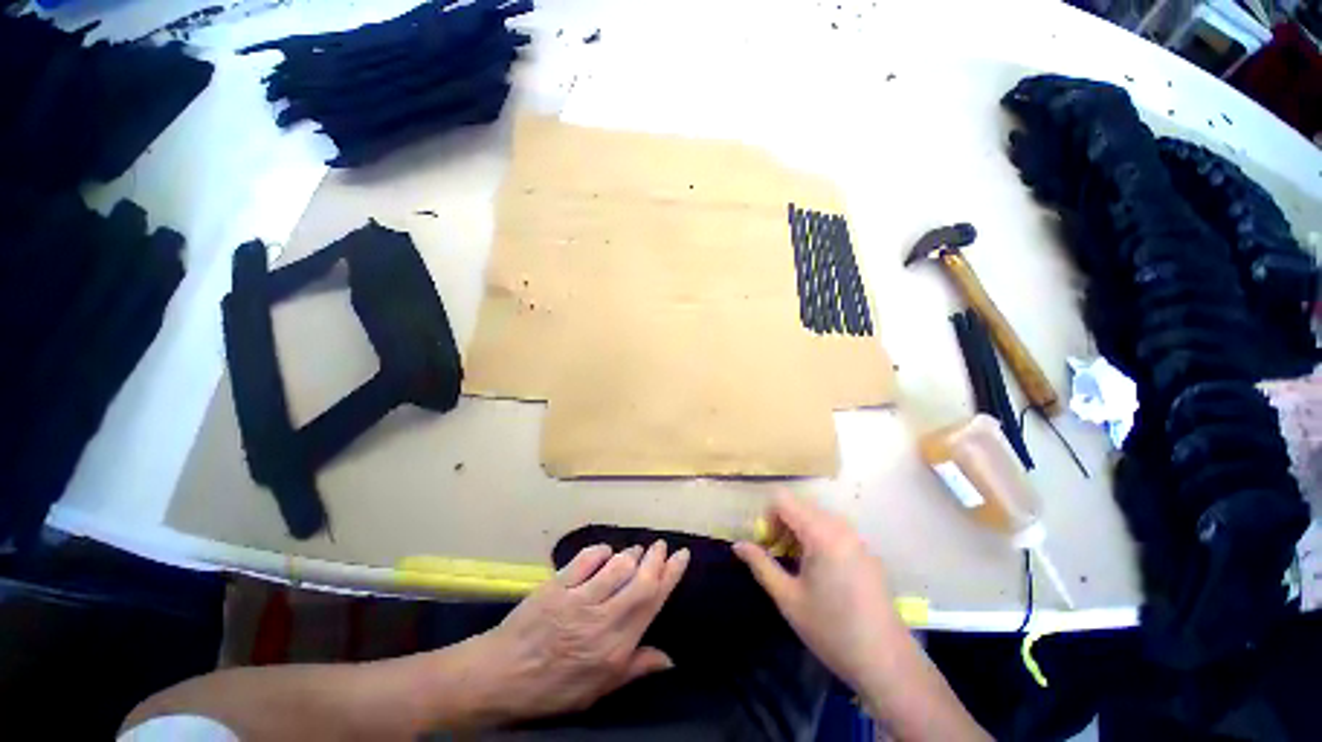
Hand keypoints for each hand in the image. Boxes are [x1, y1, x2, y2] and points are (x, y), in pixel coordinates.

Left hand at [470, 540, 688, 722]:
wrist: (501, 676)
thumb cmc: (552, 688)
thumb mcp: (597, 691)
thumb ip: (634, 669)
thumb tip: (670, 659)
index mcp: (615, 647)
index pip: (652, 602)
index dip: (670, 576)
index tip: (682, 556)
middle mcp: (602, 619)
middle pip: (639, 579)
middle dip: (656, 559)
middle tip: (662, 545)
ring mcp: (579, 599)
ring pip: (617, 566)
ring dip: (631, 554)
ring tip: (636, 551)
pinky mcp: (558, 585)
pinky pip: (586, 559)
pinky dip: (601, 551)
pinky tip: (605, 552)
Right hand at [733, 492, 906, 694]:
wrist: (887, 663)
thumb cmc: (831, 630)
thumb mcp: (788, 598)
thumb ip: (760, 565)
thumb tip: (737, 544)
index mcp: (821, 533)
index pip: (782, 500)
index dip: (767, 517)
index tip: (767, 546)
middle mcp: (840, 527)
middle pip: (799, 505)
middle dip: (781, 524)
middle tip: (778, 556)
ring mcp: (856, 538)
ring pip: (815, 517)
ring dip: (798, 531)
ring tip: (796, 565)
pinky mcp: (866, 551)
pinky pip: (832, 529)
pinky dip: (816, 538)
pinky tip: (820, 573)